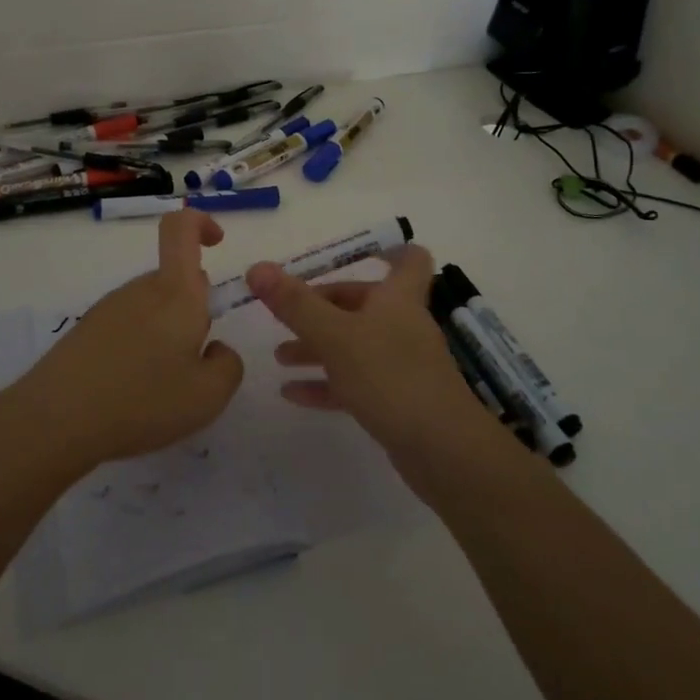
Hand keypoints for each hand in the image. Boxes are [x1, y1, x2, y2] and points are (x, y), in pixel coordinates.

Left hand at [14, 210, 243, 468]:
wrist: (55, 421)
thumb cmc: (142, 401)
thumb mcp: (208, 396)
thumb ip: (228, 365)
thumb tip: (215, 348)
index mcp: (175, 293)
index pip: (181, 228)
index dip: (201, 224)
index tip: (218, 244)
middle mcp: (140, 290)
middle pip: (174, 281)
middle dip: (193, 311)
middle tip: (193, 363)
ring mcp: (108, 309)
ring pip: (152, 308)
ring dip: (165, 335)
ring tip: (161, 388)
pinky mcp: (85, 332)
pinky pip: (126, 328)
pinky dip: (138, 350)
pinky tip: (131, 393)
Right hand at [247, 244, 490, 457]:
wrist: (442, 450)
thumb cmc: (389, 376)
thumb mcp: (334, 336)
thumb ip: (295, 304)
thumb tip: (257, 267)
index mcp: (397, 299)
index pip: (409, 259)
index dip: (388, 249)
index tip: (357, 252)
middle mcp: (402, 325)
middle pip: (364, 303)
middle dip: (323, 306)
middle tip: (286, 314)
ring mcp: (401, 364)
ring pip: (355, 344)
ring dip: (318, 346)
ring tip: (279, 355)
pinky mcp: (396, 400)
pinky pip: (355, 382)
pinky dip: (325, 383)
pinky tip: (291, 393)